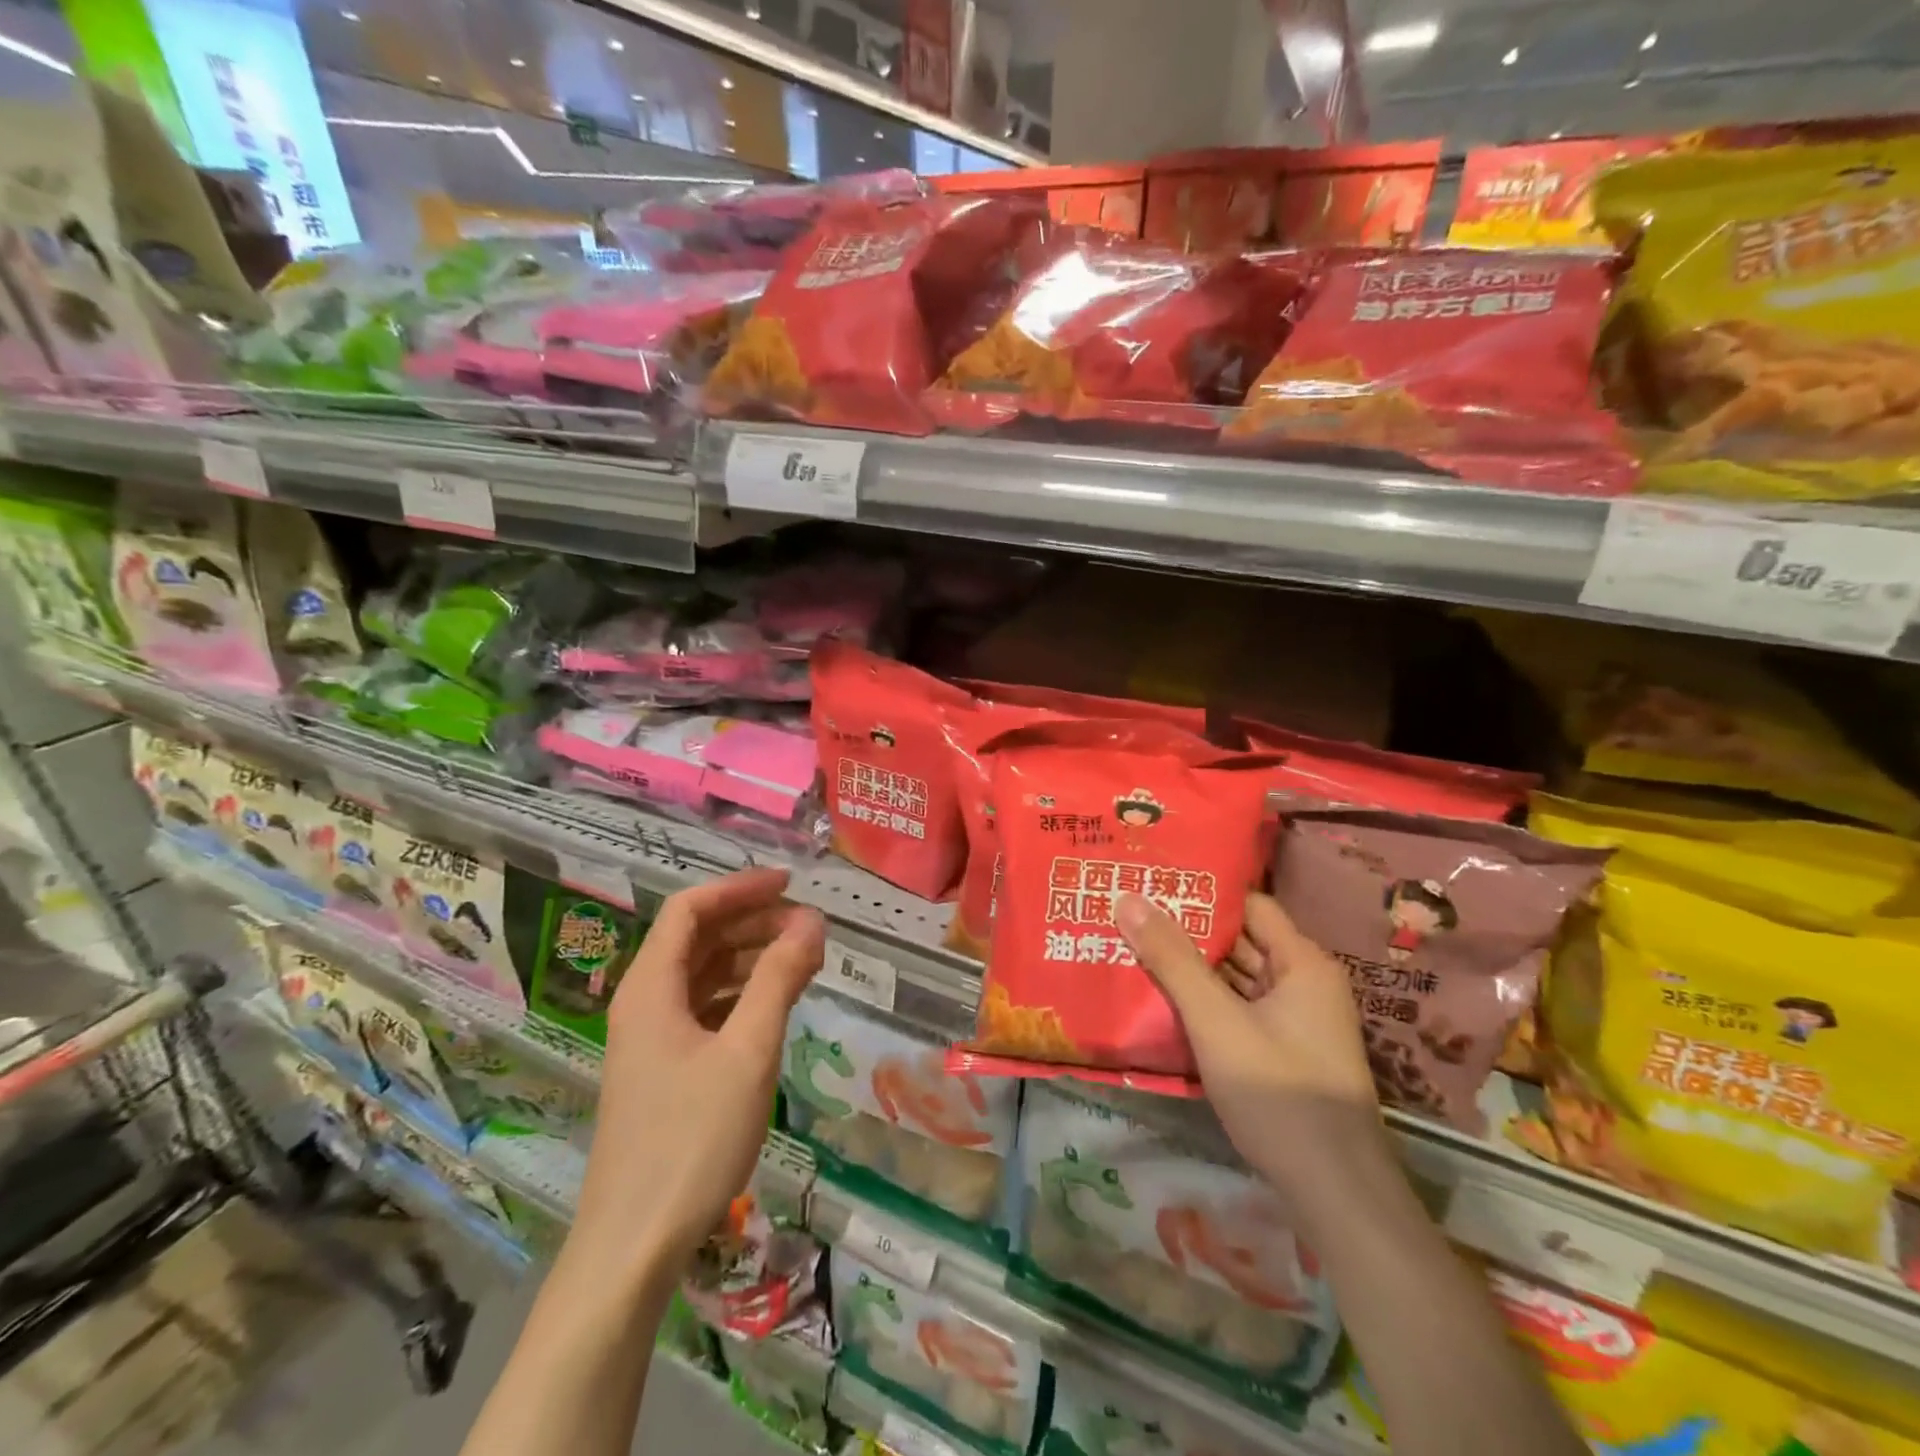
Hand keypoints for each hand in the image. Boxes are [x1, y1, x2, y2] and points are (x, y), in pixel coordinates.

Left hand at [571, 868, 825, 1282]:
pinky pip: (705, 1009)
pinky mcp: (664, 1070)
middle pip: (698, 938)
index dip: (740, 888)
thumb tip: (812, 921)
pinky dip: (741, 995)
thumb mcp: (748, 1051)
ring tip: (803, 961)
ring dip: (750, 958)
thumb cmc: (692, 1140)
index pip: (691, 909)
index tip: (791, 885)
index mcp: (651, 987)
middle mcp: (644, 1003)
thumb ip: (779, 979)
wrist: (634, 1245)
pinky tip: (775, 1005)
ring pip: (703, 975)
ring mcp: (651, 1039)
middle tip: (808, 927)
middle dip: (752, 923)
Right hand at [1116, 890, 1382, 1210]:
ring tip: (1135, 947)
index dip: (1202, 894)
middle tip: (1131, 913)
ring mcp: (1298, 1022)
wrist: (1337, 1196)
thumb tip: (1127, 898)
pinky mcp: (1286, 1053)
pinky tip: (1164, 1000)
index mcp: (1303, 963)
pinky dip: (1207, 1002)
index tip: (1152, 885)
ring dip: (1194, 969)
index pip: (1249, 906)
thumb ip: (1171, 959)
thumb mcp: (1216, 1021)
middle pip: (1242, 941)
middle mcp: (1305, 983)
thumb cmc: (1280, 1095)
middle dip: (1189, 931)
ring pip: (1238, 978)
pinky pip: (1240, 1010)